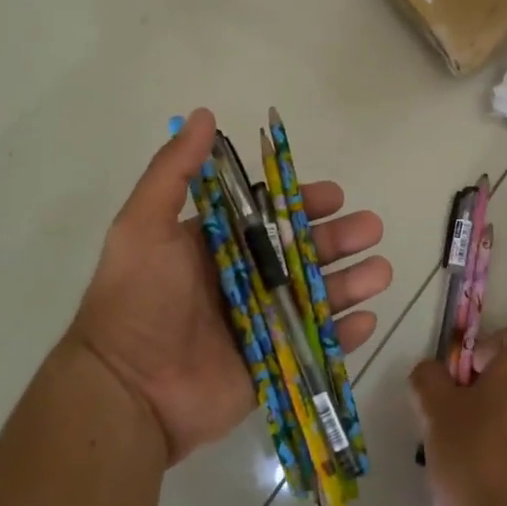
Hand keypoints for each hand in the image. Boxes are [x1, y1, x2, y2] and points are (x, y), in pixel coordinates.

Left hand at [65, 109, 391, 463]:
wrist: (125, 391)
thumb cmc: (138, 300)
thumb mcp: (144, 225)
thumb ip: (173, 171)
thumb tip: (203, 114)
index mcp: (216, 246)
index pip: (268, 217)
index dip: (302, 204)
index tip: (334, 196)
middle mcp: (241, 281)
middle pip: (301, 254)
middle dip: (338, 240)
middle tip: (371, 229)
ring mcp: (259, 325)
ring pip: (316, 297)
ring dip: (351, 282)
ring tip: (381, 271)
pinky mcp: (270, 366)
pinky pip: (315, 347)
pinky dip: (343, 336)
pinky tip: (367, 319)